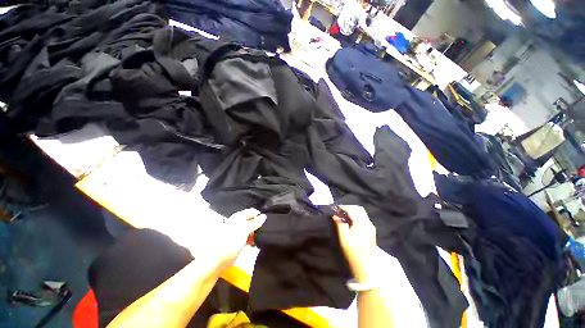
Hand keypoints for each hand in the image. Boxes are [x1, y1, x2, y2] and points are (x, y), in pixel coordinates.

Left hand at [198, 208, 266, 272]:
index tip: (265, 221)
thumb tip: (263, 216)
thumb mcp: (245, 230)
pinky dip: (250, 241)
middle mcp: (236, 223)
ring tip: (256, 240)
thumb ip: (255, 222)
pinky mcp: (235, 243)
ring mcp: (235, 233)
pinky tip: (251, 246)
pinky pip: (246, 239)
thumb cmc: (228, 243)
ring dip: (254, 235)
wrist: (215, 260)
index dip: (259, 215)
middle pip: (250, 221)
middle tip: (261, 232)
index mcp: (238, 217)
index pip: (252, 211)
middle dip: (257, 226)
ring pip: (249, 231)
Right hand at [332, 205, 376, 282]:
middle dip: (348, 208)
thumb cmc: (354, 253)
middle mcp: (368, 223)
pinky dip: (355, 216)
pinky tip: (349, 221)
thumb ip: (340, 225)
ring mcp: (370, 226)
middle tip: (339, 211)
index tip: (335, 209)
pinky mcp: (370, 230)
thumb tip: (335, 215)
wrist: (367, 266)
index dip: (343, 207)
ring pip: (361, 213)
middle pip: (358, 209)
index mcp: (362, 224)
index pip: (353, 209)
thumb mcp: (344, 239)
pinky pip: (362, 218)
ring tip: (342, 216)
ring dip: (351, 211)